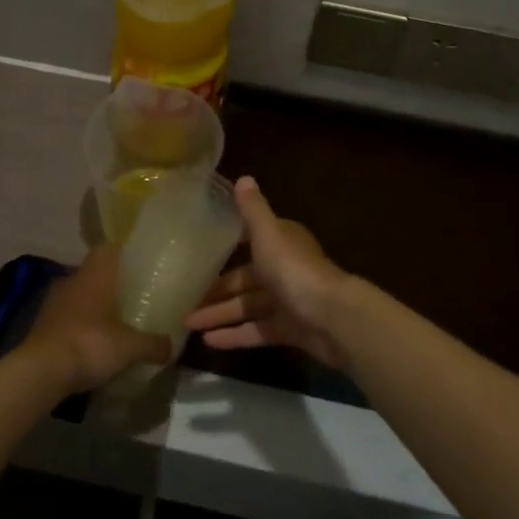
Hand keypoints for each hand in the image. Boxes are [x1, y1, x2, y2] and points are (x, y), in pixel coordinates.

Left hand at [19, 244, 172, 395]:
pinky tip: (91, 342)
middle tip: (132, 297)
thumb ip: (153, 344)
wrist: (41, 372)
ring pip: (79, 294)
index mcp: (95, 274)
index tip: (139, 265)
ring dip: (93, 305)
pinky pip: (67, 316)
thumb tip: (172, 346)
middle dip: (111, 283)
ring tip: (113, 322)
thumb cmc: (90, 344)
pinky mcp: (42, 324)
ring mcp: (54, 301)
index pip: (109, 249)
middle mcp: (73, 280)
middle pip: (95, 272)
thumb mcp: (130, 347)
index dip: (124, 254)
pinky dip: (79, 325)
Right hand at [183, 177, 351, 367]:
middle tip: (184, 297)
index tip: (201, 251)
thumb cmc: (295, 269)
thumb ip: (253, 209)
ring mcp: (287, 301)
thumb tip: (243, 177)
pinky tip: (208, 342)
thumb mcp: (268, 233)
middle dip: (216, 288)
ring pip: (247, 306)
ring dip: (219, 313)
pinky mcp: (289, 330)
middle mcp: (284, 268)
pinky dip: (234, 335)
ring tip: (188, 323)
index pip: (251, 239)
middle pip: (244, 278)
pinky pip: (256, 331)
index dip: (228, 244)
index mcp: (281, 242)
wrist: (333, 318)